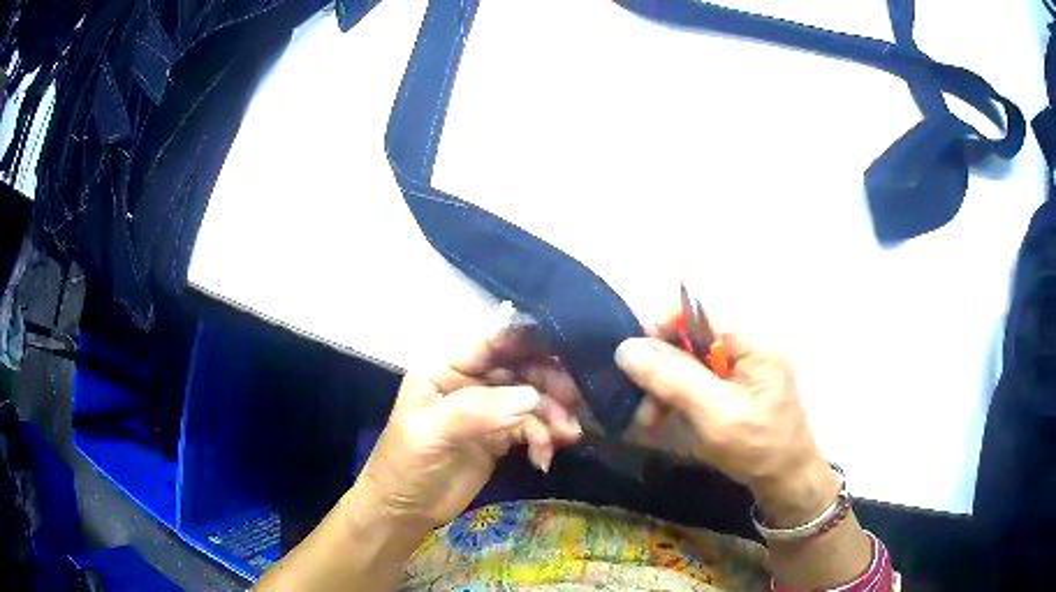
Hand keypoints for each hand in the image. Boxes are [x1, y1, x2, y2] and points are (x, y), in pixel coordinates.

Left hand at [348, 326, 582, 530]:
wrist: (405, 511)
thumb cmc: (406, 465)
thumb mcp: (431, 434)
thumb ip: (477, 411)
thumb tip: (532, 397)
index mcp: (445, 368)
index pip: (491, 344)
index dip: (528, 342)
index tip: (567, 350)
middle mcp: (469, 381)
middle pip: (519, 369)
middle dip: (548, 384)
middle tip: (572, 403)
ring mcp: (487, 409)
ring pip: (531, 399)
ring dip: (553, 415)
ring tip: (566, 436)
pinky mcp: (500, 436)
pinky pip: (532, 427)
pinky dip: (545, 439)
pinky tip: (544, 458)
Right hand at [615, 322, 837, 525]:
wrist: (786, 481)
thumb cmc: (758, 447)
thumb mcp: (714, 415)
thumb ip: (674, 379)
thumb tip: (626, 347)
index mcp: (751, 341)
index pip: (697, 312)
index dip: (660, 327)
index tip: (631, 359)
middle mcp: (745, 345)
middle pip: (688, 338)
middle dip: (659, 369)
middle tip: (638, 402)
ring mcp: (740, 367)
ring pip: (687, 362)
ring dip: (663, 388)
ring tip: (647, 420)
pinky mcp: (733, 387)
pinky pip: (695, 381)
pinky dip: (675, 399)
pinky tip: (660, 421)